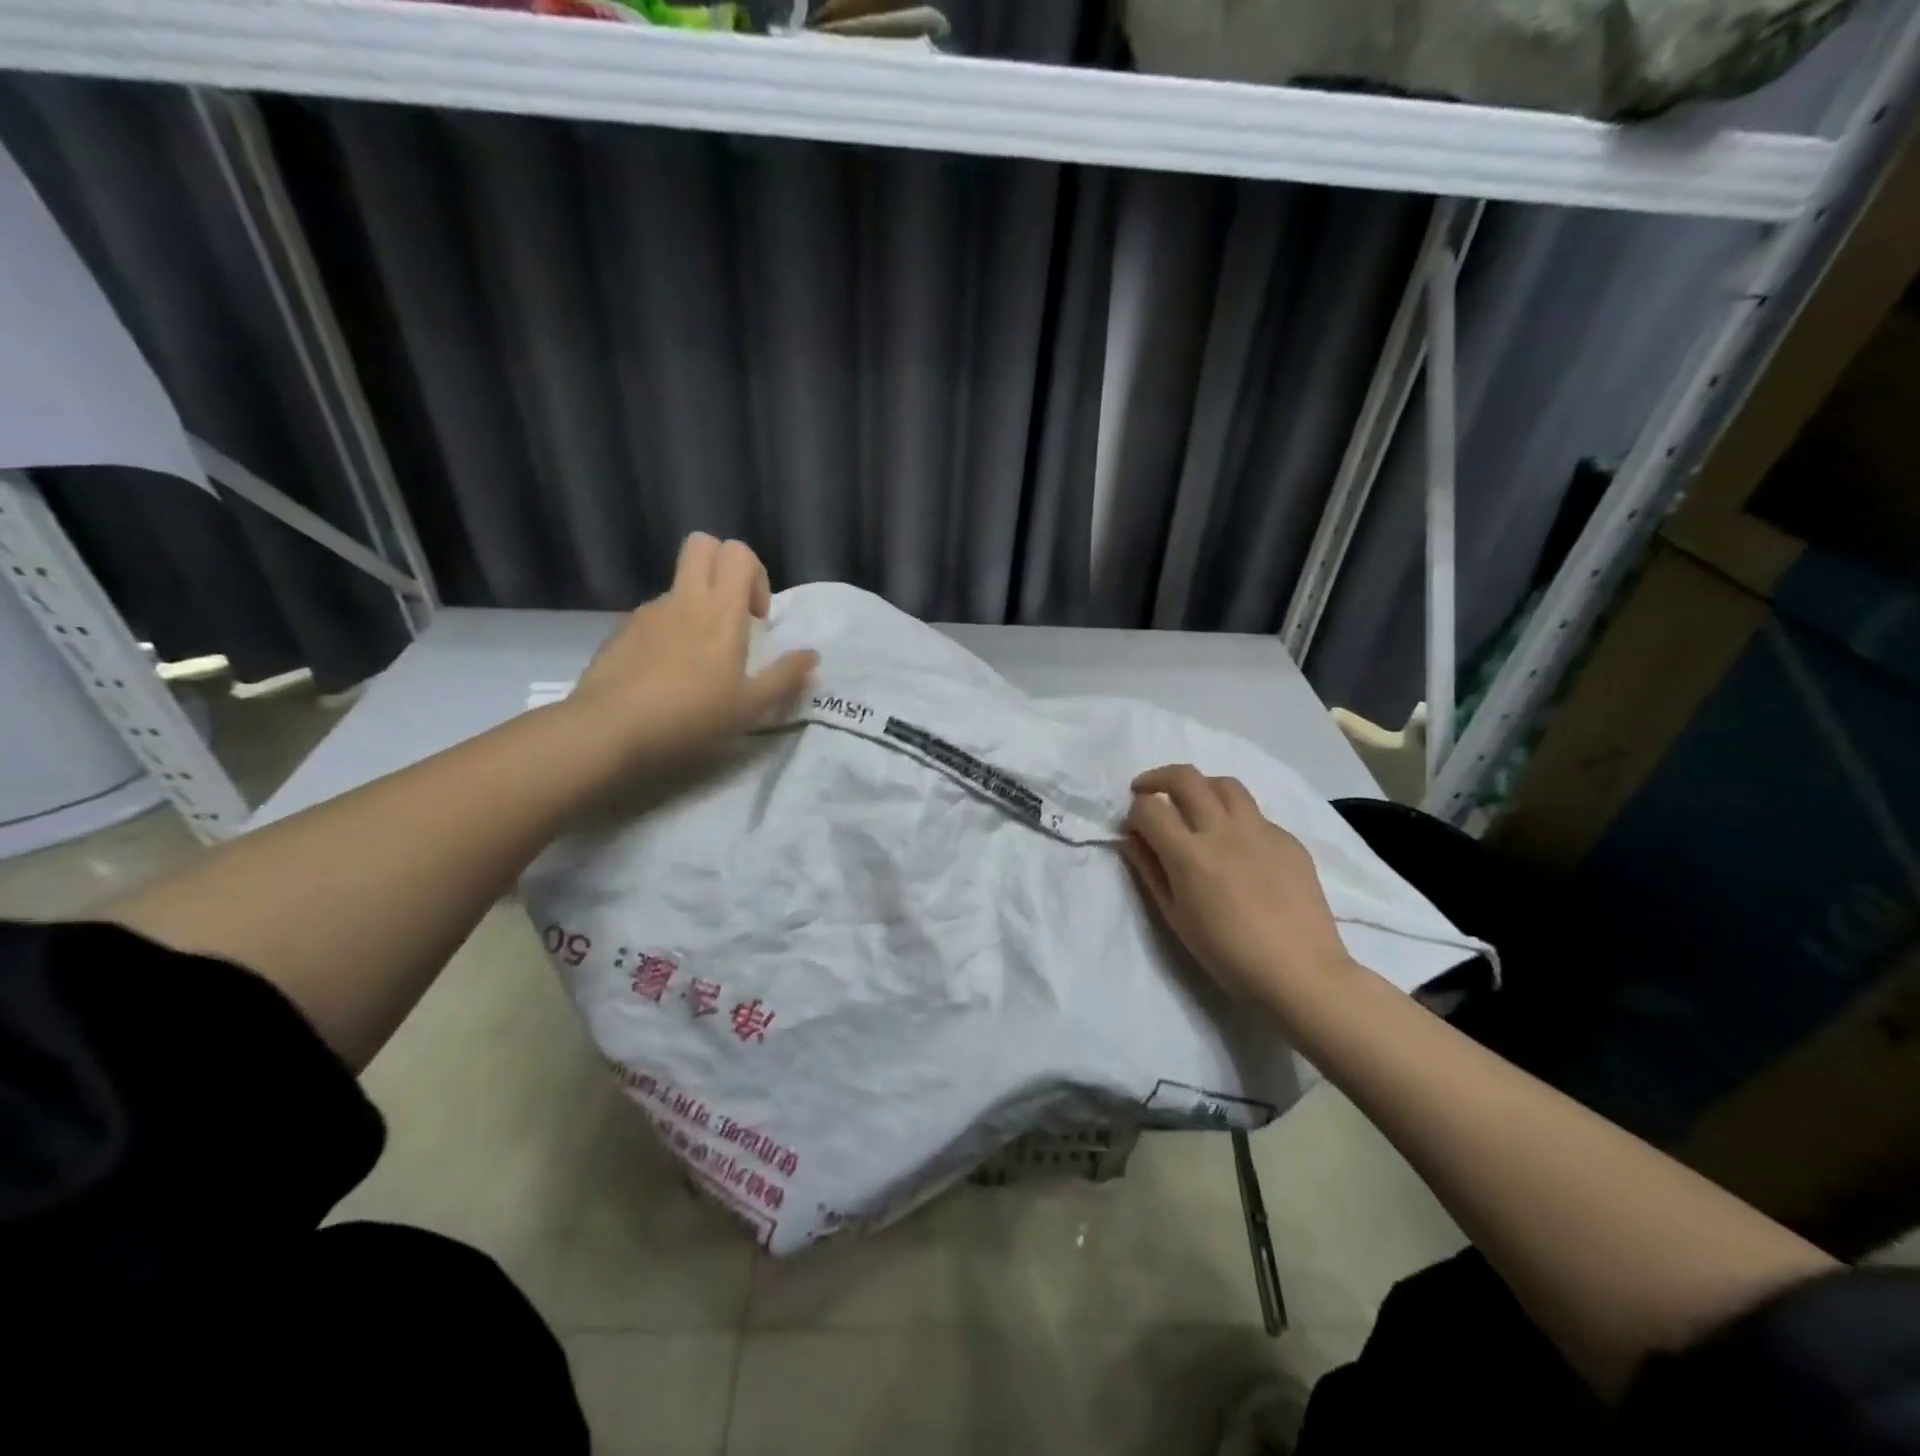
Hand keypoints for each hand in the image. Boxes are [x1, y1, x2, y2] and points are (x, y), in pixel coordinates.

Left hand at [567, 533, 817, 767]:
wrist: (610, 730)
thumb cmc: (690, 716)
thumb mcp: (750, 707)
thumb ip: (785, 677)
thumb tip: (812, 655)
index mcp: (720, 611)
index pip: (737, 552)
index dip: (754, 574)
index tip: (756, 618)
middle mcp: (684, 599)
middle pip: (701, 545)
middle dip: (722, 566)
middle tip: (733, 613)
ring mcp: (648, 612)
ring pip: (678, 585)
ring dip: (696, 605)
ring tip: (698, 660)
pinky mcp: (622, 631)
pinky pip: (654, 616)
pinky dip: (669, 631)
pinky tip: (666, 675)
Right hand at [1121, 764, 1355, 1006]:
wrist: (1300, 972)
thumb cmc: (1227, 954)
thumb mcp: (1175, 917)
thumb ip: (1150, 871)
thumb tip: (1130, 840)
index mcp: (1190, 854)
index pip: (1149, 808)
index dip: (1134, 812)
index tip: (1133, 828)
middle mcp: (1223, 830)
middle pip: (1185, 778)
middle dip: (1158, 779)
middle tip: (1148, 792)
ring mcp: (1261, 830)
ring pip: (1224, 784)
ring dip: (1200, 787)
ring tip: (1193, 806)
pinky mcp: (1288, 839)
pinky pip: (1255, 814)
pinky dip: (1235, 818)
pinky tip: (1237, 846)